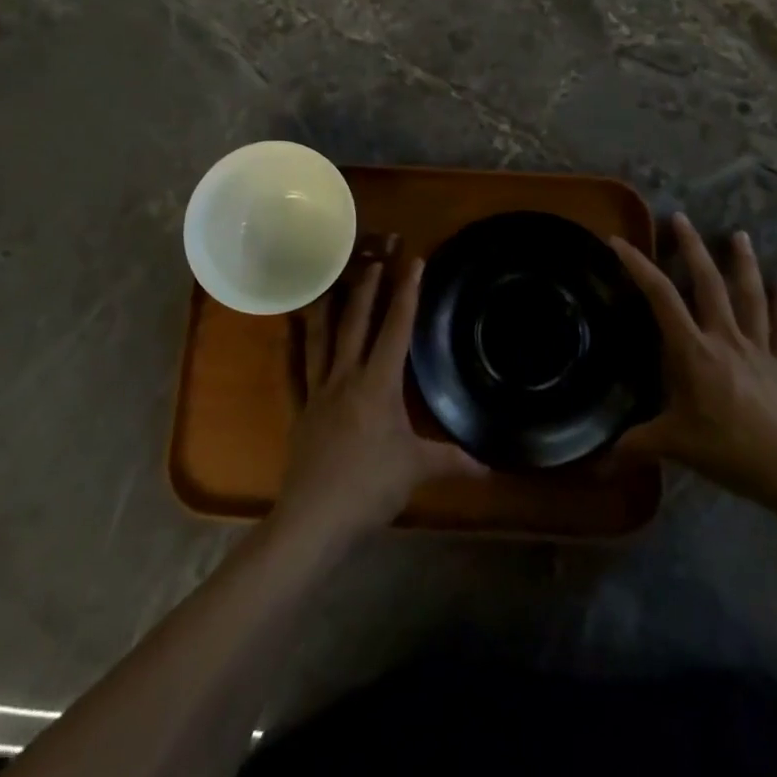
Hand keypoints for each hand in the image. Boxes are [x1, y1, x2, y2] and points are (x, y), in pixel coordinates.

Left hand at [272, 255, 482, 551]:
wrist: (314, 518)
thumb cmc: (370, 488)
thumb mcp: (416, 470)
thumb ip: (452, 461)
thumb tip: (489, 467)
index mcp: (378, 384)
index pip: (396, 329)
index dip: (407, 293)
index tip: (413, 262)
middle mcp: (347, 376)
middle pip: (357, 323)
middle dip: (368, 288)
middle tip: (375, 258)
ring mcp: (318, 391)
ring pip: (322, 338)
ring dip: (329, 306)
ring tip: (331, 279)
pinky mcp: (300, 409)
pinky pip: (294, 370)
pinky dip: (291, 346)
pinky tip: (287, 328)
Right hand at [612, 213, 776, 515]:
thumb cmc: (731, 450)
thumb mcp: (676, 446)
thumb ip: (636, 446)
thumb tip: (596, 461)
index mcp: (694, 351)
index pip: (661, 298)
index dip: (638, 266)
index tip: (619, 242)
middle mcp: (725, 338)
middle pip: (708, 283)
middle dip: (693, 248)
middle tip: (681, 218)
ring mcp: (759, 348)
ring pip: (750, 297)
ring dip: (743, 264)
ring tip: (739, 235)